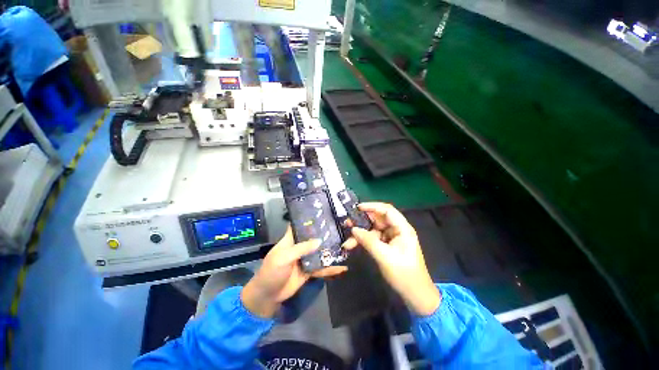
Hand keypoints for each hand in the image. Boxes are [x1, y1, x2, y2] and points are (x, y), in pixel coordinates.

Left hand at [241, 226, 346, 317]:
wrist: (268, 296)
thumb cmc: (272, 272)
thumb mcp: (283, 258)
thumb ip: (301, 249)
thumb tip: (319, 240)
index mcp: (290, 240)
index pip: (299, 225)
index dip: (308, 219)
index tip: (322, 213)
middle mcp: (299, 247)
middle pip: (313, 237)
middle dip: (324, 233)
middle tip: (340, 228)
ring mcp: (305, 259)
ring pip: (319, 252)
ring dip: (330, 250)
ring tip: (345, 244)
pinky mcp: (309, 271)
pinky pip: (321, 267)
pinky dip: (331, 268)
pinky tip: (342, 267)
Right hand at [343, 202, 440, 315]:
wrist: (415, 295)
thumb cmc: (404, 274)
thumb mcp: (384, 257)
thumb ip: (368, 241)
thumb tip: (353, 229)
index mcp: (402, 228)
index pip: (387, 210)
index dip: (372, 206)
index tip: (357, 208)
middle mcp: (397, 230)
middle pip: (378, 219)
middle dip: (362, 221)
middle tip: (347, 223)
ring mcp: (391, 238)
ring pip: (373, 230)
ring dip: (360, 234)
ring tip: (347, 241)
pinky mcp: (387, 246)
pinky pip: (373, 239)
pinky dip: (363, 241)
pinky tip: (352, 246)